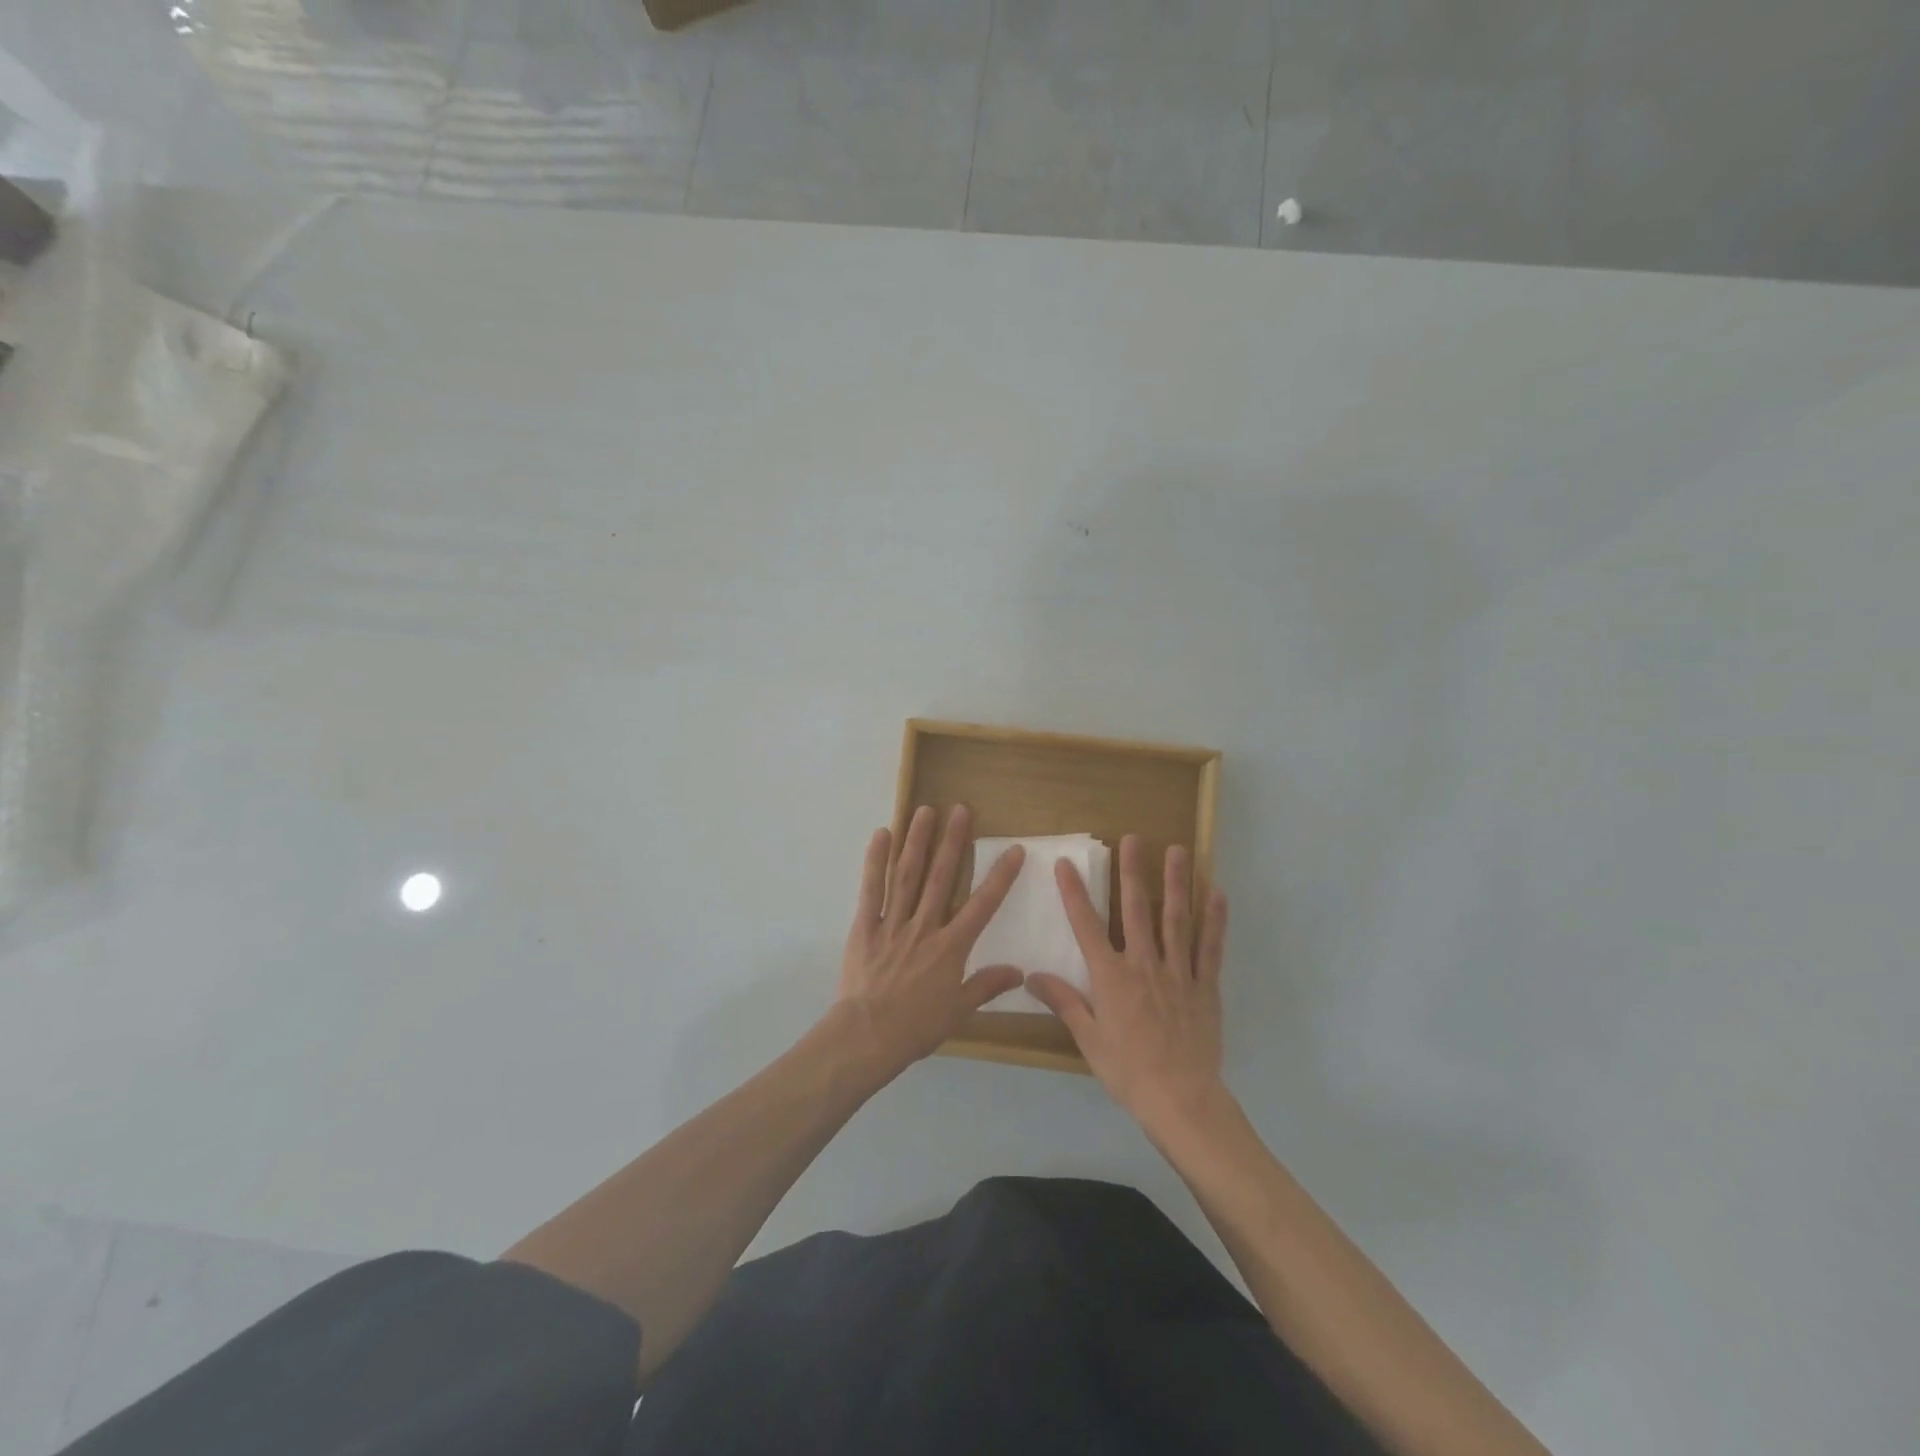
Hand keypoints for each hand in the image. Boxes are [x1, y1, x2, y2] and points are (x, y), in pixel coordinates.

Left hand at [835, 805, 1025, 1072]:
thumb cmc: (916, 1027)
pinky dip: (875, 861)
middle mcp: (925, 926)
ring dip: (917, 841)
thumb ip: (986, 985)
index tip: (1014, 850)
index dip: (1000, 876)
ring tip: (925, 811)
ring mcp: (893, 922)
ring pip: (907, 875)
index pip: (983, 905)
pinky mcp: (865, 926)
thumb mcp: (958, 1010)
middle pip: (941, 877)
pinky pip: (871, 889)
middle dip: (953, 842)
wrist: (867, 1036)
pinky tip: (882, 834)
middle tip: (961, 810)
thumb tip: (1019, 971)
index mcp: (951, 947)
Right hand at [1026, 835, 1229, 1135]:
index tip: (1066, 863)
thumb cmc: (1128, 1071)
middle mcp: (1144, 965)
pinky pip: (1210, 948)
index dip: (1074, 893)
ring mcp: (1178, 973)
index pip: (1087, 926)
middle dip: (1132, 872)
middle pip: (1137, 910)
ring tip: (1177, 850)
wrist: (1181, 1100)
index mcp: (1111, 977)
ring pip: (1176, 919)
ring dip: (1176, 883)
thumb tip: (1031, 976)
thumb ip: (1063, 1002)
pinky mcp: (1205, 986)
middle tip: (1133, 838)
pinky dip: (1214, 920)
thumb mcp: (1088, 1039)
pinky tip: (1217, 894)